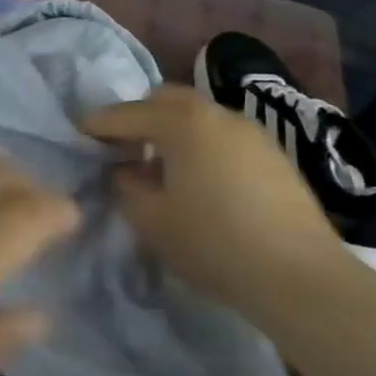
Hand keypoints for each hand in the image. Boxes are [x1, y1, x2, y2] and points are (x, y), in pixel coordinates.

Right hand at [79, 86, 345, 316]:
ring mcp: (251, 131)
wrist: (299, 276)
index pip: (126, 114)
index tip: (76, 136)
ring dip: (170, 131)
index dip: (97, 125)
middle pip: (166, 100)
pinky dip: (198, 145)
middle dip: (137, 117)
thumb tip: (124, 171)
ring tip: (155, 166)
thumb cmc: (212, 243)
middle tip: (117, 147)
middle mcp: (218, 113)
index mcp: (183, 123)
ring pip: (198, 116)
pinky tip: (195, 180)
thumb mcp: (151, 219)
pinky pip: (221, 136)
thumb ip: (126, 186)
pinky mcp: (273, 155)